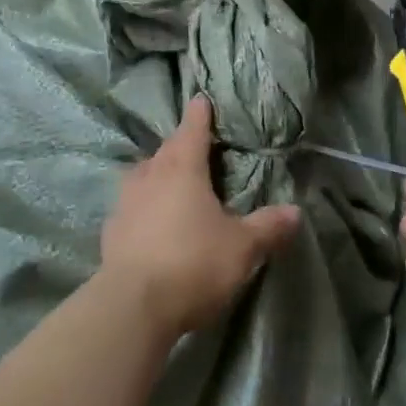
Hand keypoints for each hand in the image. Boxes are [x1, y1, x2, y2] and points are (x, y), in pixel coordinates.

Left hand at [101, 96, 299, 336]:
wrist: (132, 306)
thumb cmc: (193, 263)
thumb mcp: (242, 247)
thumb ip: (268, 227)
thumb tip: (295, 211)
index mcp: (183, 169)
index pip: (193, 131)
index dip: (199, 115)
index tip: (201, 99)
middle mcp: (150, 177)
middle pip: (166, 150)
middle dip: (180, 144)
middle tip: (193, 145)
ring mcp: (125, 203)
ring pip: (143, 175)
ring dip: (156, 172)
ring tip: (169, 179)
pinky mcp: (110, 232)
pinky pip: (129, 206)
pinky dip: (141, 205)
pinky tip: (148, 220)